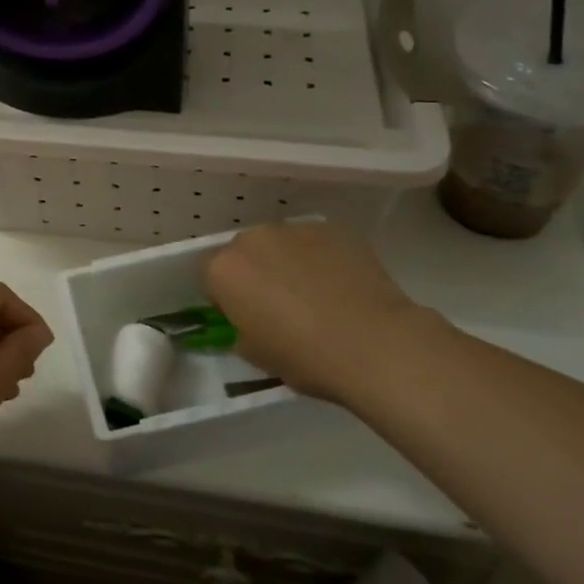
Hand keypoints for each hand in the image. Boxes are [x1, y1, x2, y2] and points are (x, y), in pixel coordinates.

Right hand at [201, 222, 440, 405]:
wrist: (374, 343)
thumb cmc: (305, 356)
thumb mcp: (256, 355)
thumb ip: (241, 330)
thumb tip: (250, 322)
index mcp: (224, 269)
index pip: (209, 275)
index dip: (226, 297)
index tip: (245, 317)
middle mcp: (252, 238)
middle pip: (244, 252)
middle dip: (255, 273)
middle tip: (280, 305)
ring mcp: (293, 228)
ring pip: (279, 244)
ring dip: (286, 262)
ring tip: (315, 294)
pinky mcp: (331, 227)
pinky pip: (314, 242)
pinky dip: (320, 258)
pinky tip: (341, 285)